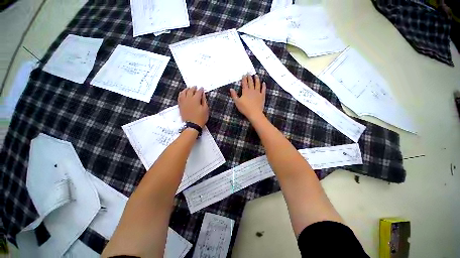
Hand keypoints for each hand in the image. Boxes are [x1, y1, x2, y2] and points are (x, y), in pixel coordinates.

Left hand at [178, 86, 208, 127]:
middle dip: (193, 88)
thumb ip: (204, 100)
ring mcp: (183, 102)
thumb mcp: (205, 109)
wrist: (192, 125)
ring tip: (189, 88)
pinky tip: (183, 93)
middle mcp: (188, 99)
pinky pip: (179, 97)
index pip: (198, 92)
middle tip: (196, 87)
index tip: (202, 88)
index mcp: (195, 99)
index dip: (201, 89)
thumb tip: (203, 94)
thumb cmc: (201, 118)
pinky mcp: (180, 105)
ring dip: (186, 89)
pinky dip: (181, 94)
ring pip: (183, 92)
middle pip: (190, 91)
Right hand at [230, 75, 265, 120]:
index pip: (244, 83)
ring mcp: (258, 93)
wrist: (254, 113)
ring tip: (256, 75)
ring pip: (257, 84)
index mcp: (245, 91)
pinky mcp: (262, 96)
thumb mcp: (237, 102)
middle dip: (250, 77)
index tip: (244, 75)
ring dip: (257, 79)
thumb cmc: (245, 108)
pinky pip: (263, 89)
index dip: (244, 79)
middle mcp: (252, 90)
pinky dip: (263, 86)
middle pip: (251, 82)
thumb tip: (231, 89)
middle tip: (249, 73)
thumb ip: (234, 95)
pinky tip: (264, 83)